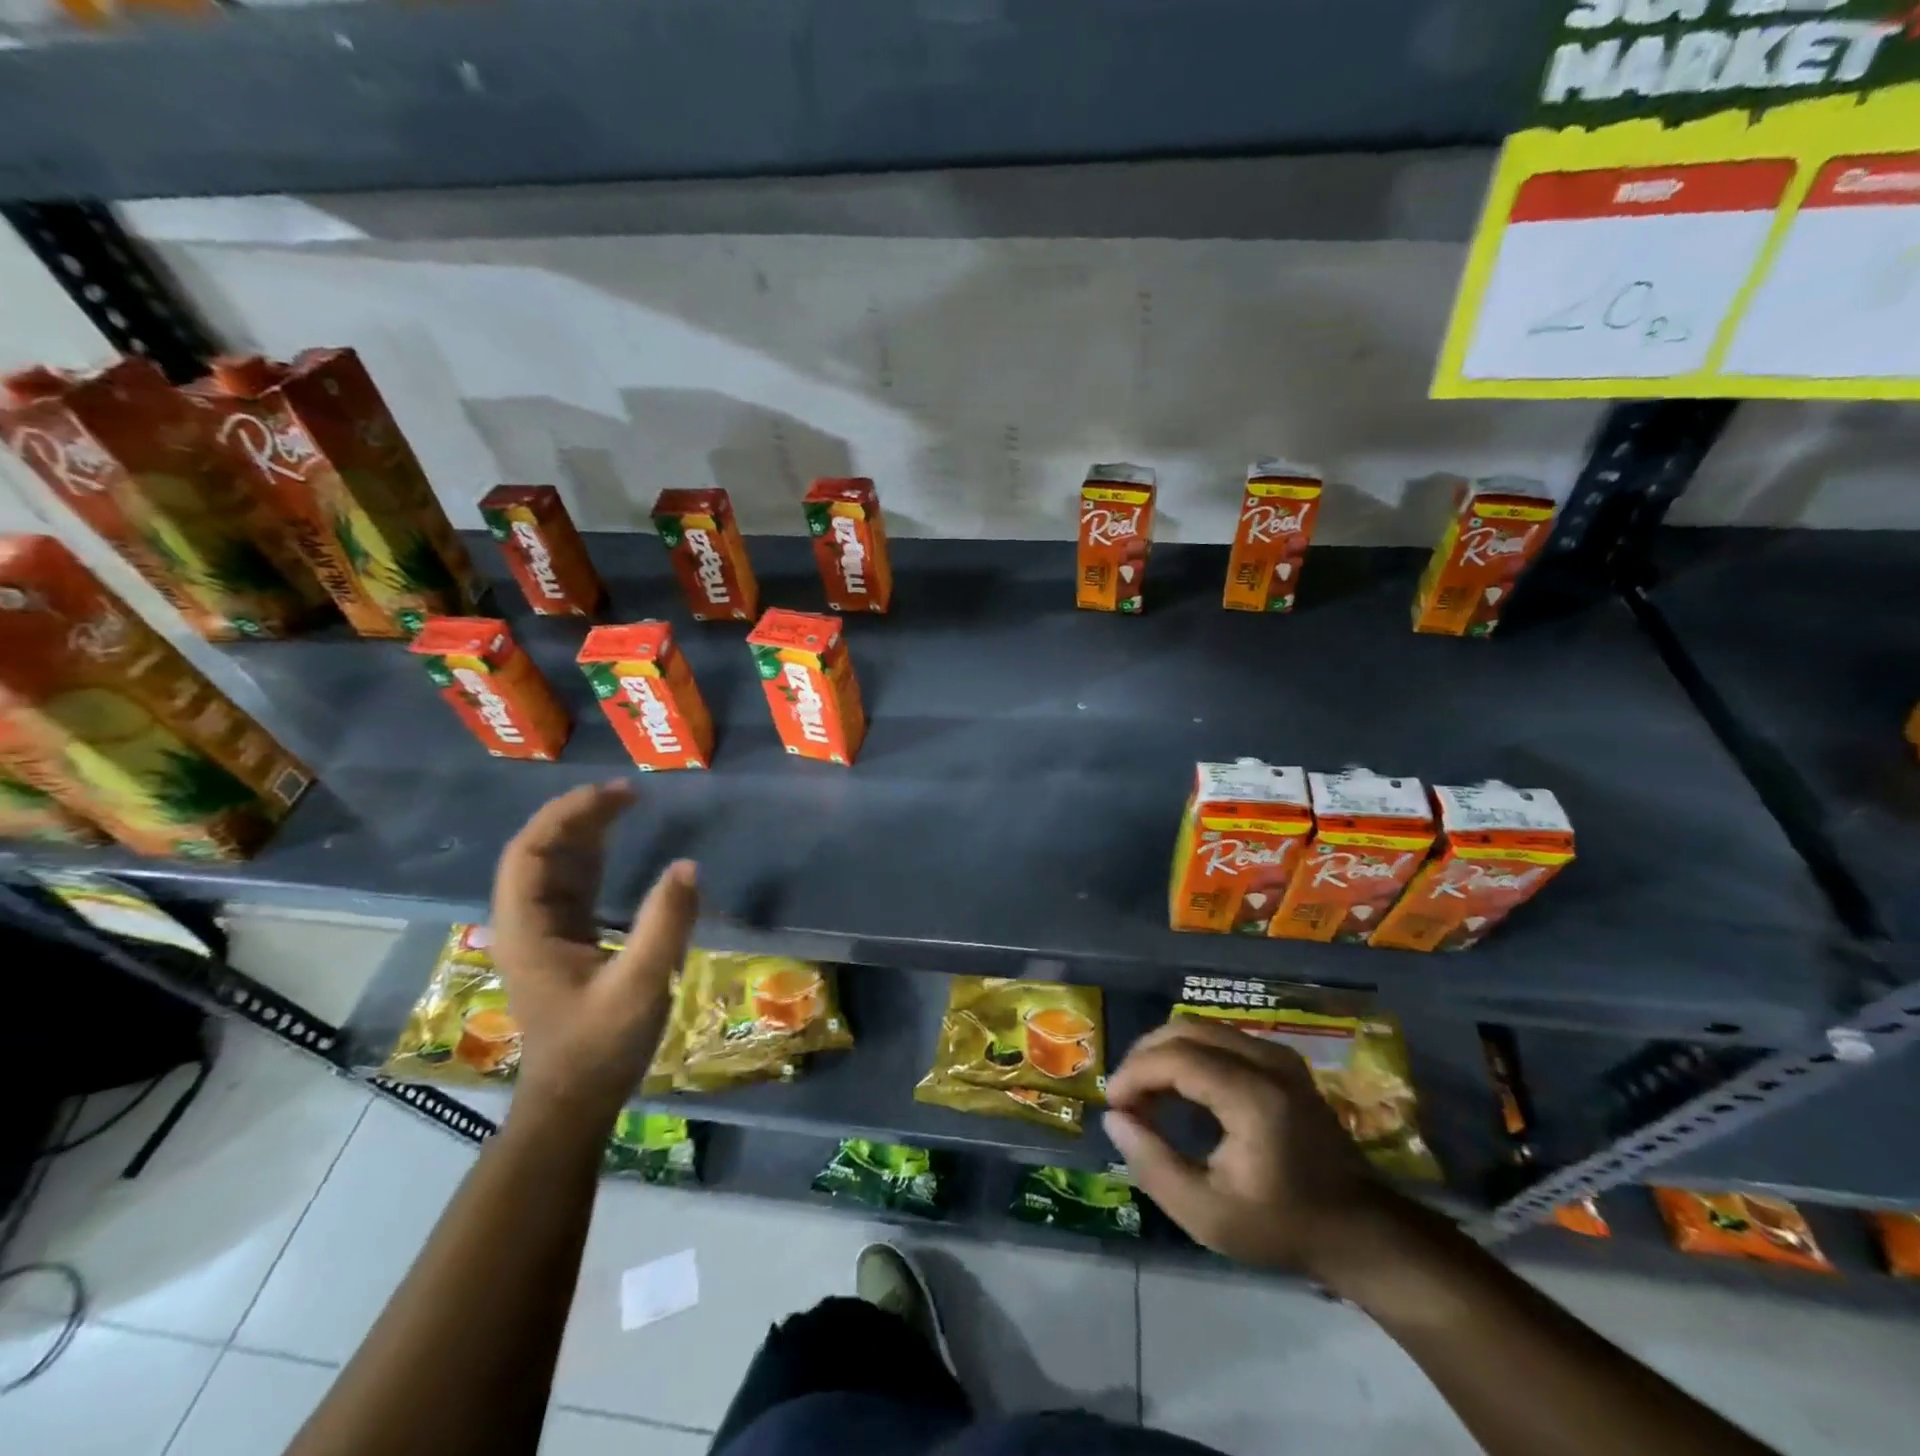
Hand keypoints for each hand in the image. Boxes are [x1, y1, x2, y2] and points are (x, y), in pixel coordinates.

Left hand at [490, 781, 697, 1124]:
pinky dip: (595, 858)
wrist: (576, 1102)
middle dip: (579, 816)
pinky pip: (576, 887)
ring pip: (558, 867)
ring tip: (627, 805)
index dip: (565, 816)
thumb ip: (664, 925)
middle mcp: (529, 924)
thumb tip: (688, 866)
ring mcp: (547, 933)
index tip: (612, 794)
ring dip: (586, 833)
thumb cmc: (600, 1046)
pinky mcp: (568, 943)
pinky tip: (619, 845)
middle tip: (629, 793)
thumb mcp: (639, 985)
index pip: (529, 854)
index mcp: (529, 930)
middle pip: (541, 853)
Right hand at [1103, 1017, 1389, 1275]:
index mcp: (1252, 1096)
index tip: (1112, 1105)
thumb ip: (1153, 1165)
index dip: (1135, 1073)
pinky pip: (1221, 1037)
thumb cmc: (1282, 1227)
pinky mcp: (1282, 1060)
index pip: (1176, 1057)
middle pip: (1186, 1030)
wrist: (1360, 1231)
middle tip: (1124, 1095)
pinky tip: (1177, 1087)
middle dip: (1145, 1056)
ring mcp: (1278, 1055)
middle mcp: (1267, 1061)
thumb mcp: (1208, 1215)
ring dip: (1165, 1052)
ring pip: (1202, 1027)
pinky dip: (1189, 1053)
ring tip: (1145, 1092)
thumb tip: (1114, 1118)